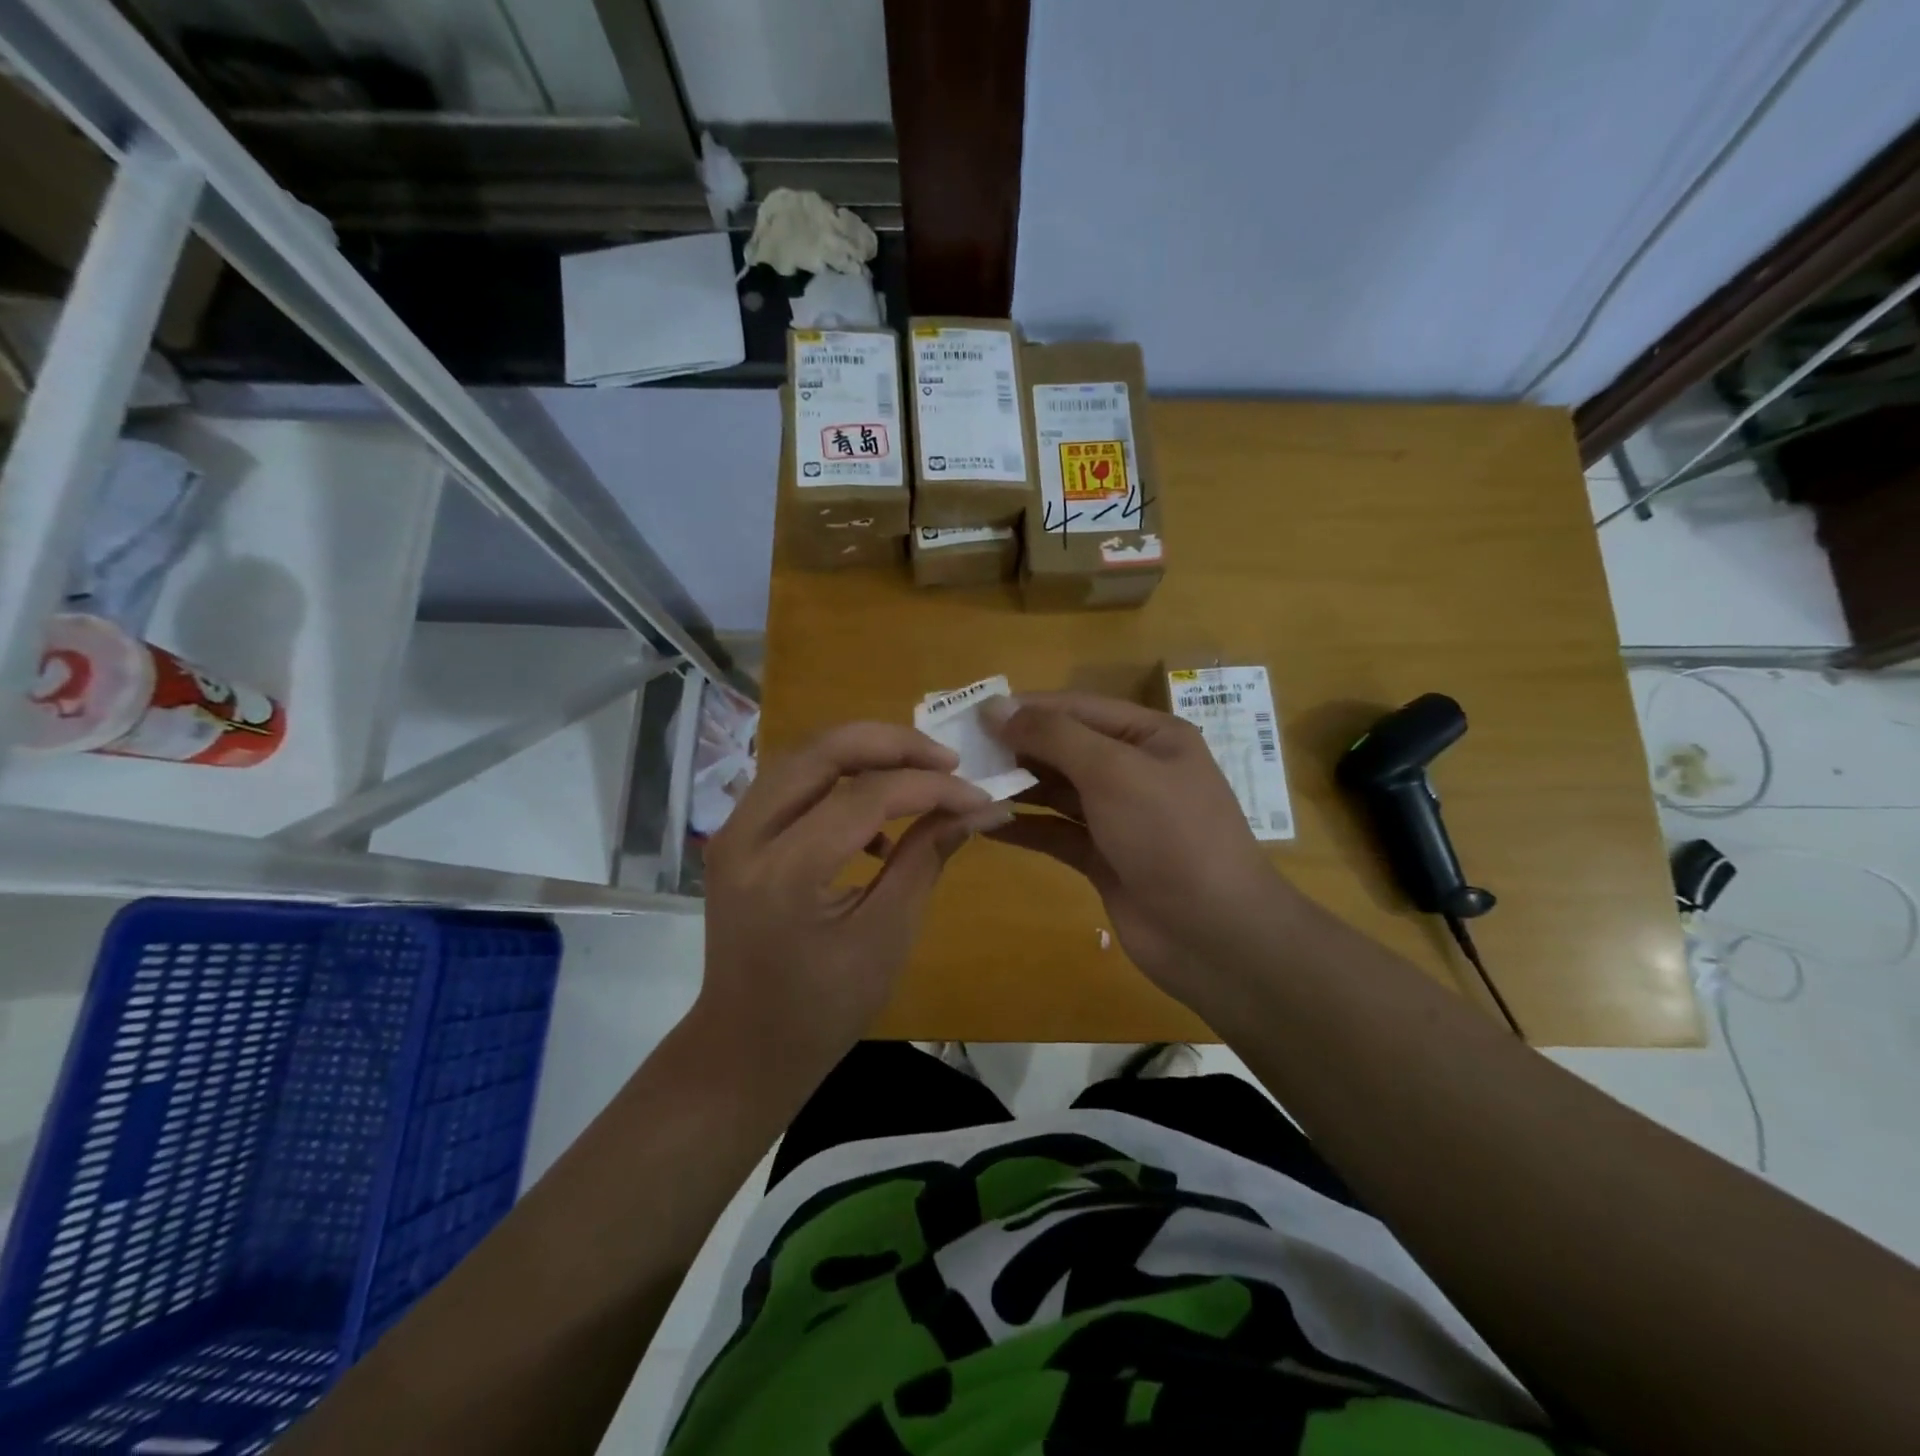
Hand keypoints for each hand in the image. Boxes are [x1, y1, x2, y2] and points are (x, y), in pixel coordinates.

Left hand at [697, 722, 999, 1084]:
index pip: (866, 796)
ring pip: (805, 756)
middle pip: (823, 750)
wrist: (745, 1046)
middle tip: (947, 759)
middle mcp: (746, 835)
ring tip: (921, 774)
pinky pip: (793, 782)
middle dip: (893, 744)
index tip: (978, 793)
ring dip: (866, 753)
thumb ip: (926, 859)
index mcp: (785, 873)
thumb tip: (979, 808)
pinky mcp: (736, 834)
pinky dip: (839, 780)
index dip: (930, 787)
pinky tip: (876, 819)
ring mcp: (732, 830)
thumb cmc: (823, 1008)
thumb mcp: (886, 936)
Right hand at [984, 692, 1296, 1013]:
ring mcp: (1120, 817)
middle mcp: (1135, 770)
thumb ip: (1053, 735)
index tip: (973, 713)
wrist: (1213, 934)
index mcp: (1151, 737)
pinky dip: (1024, 827)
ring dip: (1016, 787)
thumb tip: (995, 707)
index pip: (1078, 708)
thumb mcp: (1113, 771)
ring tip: (965, 785)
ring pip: (1058, 791)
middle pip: (1066, 748)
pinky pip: (1056, 833)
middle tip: (960, 752)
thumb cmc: (1169, 835)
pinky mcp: (1104, 858)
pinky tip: (985, 825)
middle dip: (1017, 748)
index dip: (1026, 708)